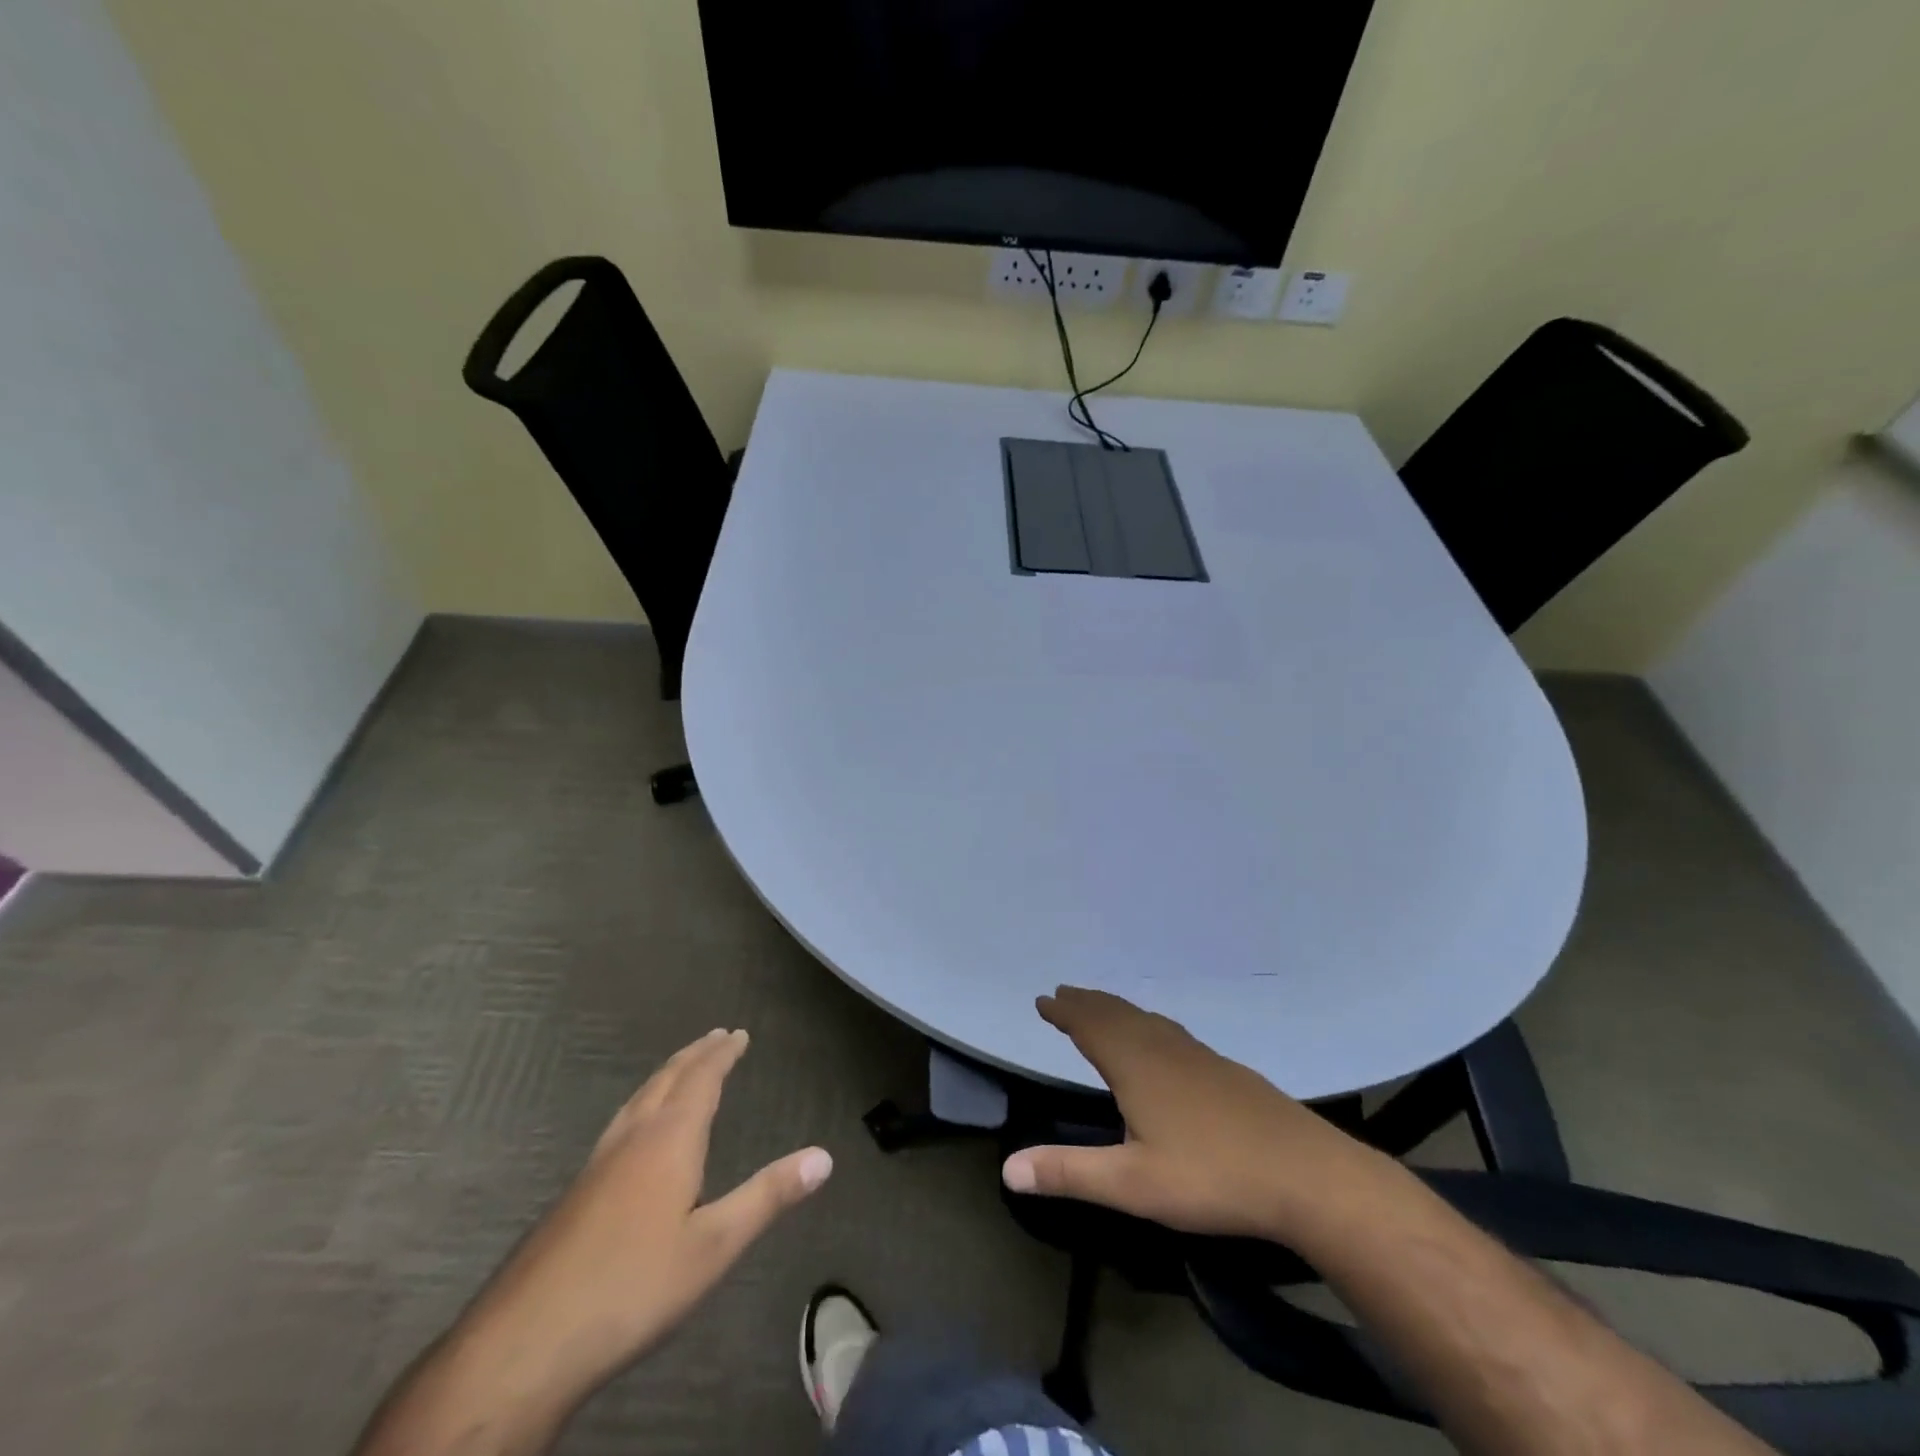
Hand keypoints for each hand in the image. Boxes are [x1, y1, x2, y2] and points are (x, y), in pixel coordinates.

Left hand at [359, 1029, 830, 1454]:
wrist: (525, 1340)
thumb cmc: (633, 1286)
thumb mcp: (714, 1245)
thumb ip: (768, 1196)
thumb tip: (824, 1156)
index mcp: (669, 1140)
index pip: (701, 1080)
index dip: (721, 1055)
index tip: (737, 1033)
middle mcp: (633, 1138)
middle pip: (667, 1080)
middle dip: (695, 1055)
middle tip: (715, 1036)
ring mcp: (598, 1163)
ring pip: (638, 1099)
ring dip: (666, 1075)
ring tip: (680, 1068)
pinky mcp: (576, 1191)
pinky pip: (620, 1122)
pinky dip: (642, 1103)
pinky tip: (634, 1131)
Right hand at [1001, 987, 1380, 1239]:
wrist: (1306, 1174)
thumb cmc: (1212, 1177)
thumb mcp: (1132, 1185)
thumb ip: (1069, 1174)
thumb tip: (1007, 1169)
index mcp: (1135, 1065)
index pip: (1089, 1026)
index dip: (1064, 1013)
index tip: (1042, 1000)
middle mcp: (1162, 1048)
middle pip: (1116, 1014)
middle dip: (1086, 1003)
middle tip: (1063, 993)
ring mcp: (1197, 1055)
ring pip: (1145, 1019)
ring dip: (1115, 1008)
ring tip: (1101, 1007)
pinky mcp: (1224, 1068)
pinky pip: (1170, 1030)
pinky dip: (1147, 1022)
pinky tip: (1160, 1039)